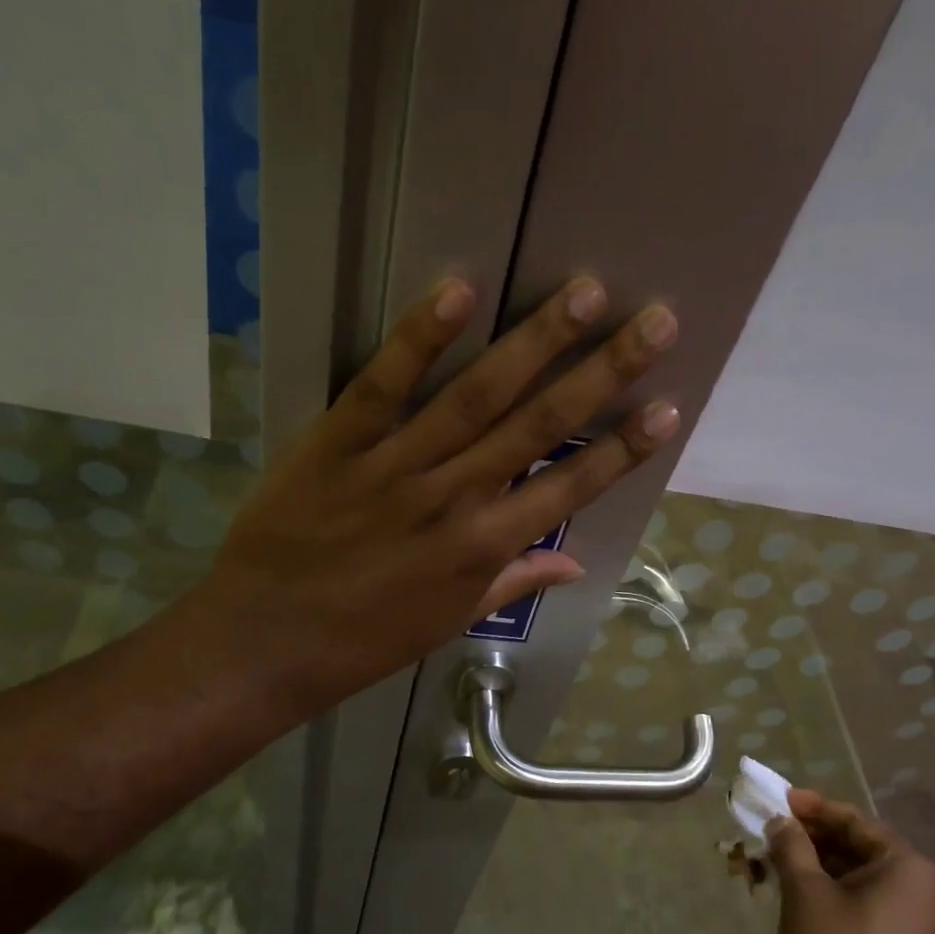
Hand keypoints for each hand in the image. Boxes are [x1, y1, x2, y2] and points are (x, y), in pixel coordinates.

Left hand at [203, 276, 679, 716]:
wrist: (265, 643)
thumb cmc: (366, 640)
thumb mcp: (449, 622)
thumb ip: (513, 582)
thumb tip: (575, 563)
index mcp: (484, 548)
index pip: (569, 489)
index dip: (623, 450)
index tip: (669, 408)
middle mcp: (456, 499)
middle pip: (540, 427)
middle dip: (605, 373)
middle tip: (656, 323)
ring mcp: (397, 467)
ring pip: (477, 396)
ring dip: (536, 342)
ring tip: (586, 292)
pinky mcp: (337, 443)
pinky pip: (384, 384)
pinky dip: (422, 338)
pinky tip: (461, 290)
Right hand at [766, 789, 934, 933]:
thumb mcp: (805, 893)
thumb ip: (791, 846)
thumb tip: (780, 821)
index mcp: (908, 868)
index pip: (855, 821)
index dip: (813, 807)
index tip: (778, 799)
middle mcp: (921, 890)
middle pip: (858, 848)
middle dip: (811, 838)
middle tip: (771, 829)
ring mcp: (913, 923)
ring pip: (857, 877)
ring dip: (815, 865)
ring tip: (774, 859)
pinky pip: (862, 903)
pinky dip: (829, 892)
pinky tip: (794, 891)